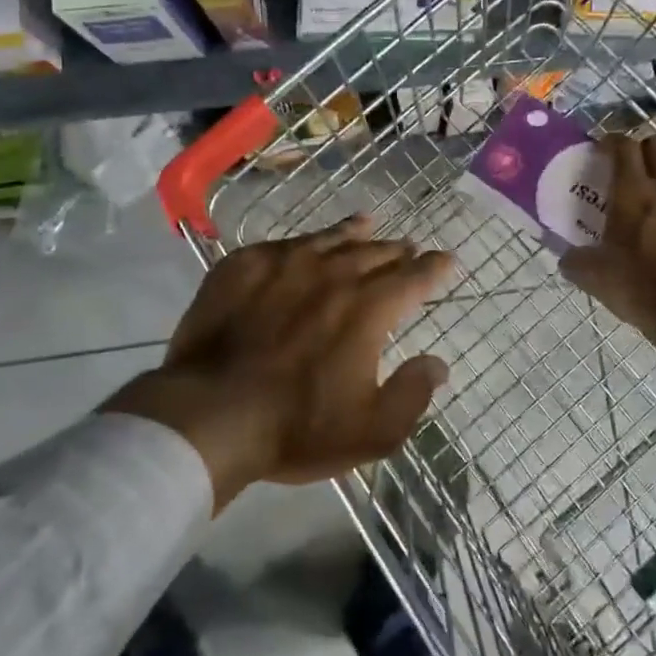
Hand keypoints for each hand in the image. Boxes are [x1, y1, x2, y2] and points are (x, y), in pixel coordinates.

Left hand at [109, 216, 455, 512]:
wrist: (209, 414)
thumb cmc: (296, 428)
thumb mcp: (370, 432)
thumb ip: (412, 394)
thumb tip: (437, 363)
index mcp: (367, 309)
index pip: (412, 278)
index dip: (433, 268)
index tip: (446, 260)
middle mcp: (331, 274)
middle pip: (373, 253)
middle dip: (396, 250)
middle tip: (407, 246)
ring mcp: (284, 264)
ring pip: (328, 238)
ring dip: (353, 232)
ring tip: (366, 224)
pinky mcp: (243, 266)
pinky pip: (282, 244)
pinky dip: (303, 242)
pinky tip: (303, 244)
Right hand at [560, 133, 655, 369]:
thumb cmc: (640, 287)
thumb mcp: (593, 277)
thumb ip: (574, 261)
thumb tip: (566, 258)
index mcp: (633, 191)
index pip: (623, 145)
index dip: (610, 141)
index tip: (600, 150)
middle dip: (641, 149)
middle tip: (628, 168)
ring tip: (653, 196)